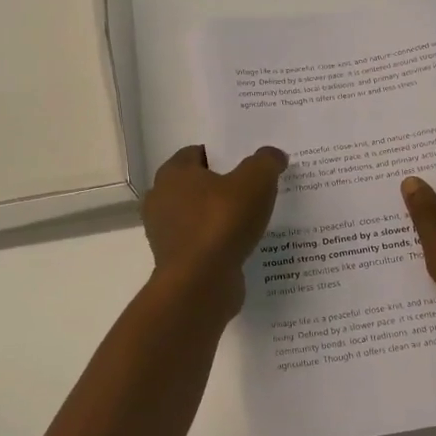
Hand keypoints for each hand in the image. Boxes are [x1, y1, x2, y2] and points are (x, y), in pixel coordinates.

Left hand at [142, 144, 288, 319]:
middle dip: (221, 187)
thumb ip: (266, 163)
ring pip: (197, 216)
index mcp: (173, 173)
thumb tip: (274, 155)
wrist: (200, 282)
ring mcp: (165, 232)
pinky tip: (242, 247)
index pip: (197, 153)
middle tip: (253, 191)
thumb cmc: (222, 222)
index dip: (223, 156)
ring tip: (252, 221)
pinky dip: (218, 243)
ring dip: (219, 218)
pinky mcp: (175, 260)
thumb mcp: (255, 182)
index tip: (248, 166)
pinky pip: (201, 243)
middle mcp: (161, 199)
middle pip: (196, 185)